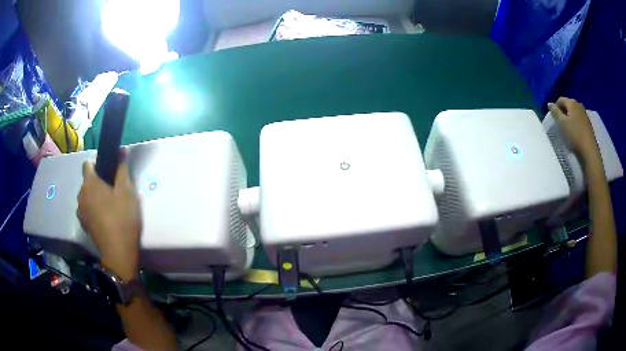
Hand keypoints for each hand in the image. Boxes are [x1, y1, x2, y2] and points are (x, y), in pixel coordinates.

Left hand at [78, 162, 141, 279]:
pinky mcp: (83, 225)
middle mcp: (81, 194)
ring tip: (108, 207)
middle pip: (87, 182)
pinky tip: (104, 219)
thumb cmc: (122, 218)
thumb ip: (122, 170)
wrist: (118, 253)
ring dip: (94, 197)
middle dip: (97, 183)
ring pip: (86, 197)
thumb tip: (121, 152)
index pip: (88, 164)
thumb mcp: (127, 192)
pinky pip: (87, 210)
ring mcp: (80, 211)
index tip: (109, 173)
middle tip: (113, 192)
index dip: (98, 165)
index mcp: (90, 183)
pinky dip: (93, 210)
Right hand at [548, 97, 600, 161]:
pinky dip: (575, 122)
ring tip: (568, 128)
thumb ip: (555, 112)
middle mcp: (578, 104)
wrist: (589, 150)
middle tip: (560, 123)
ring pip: (574, 112)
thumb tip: (549, 104)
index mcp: (571, 102)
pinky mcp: (588, 122)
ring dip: (570, 117)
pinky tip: (575, 131)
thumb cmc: (574, 135)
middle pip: (568, 105)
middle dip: (563, 112)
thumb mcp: (561, 123)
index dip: (555, 107)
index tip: (554, 118)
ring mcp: (584, 113)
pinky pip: (579, 118)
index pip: (560, 100)